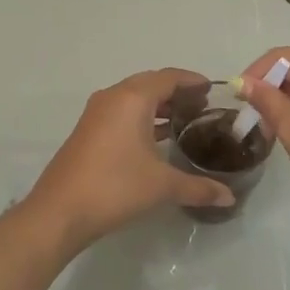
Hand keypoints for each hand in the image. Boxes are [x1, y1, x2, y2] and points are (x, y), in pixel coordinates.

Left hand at [23, 69, 235, 252]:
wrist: (60, 211)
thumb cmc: (115, 187)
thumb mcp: (162, 186)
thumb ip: (199, 187)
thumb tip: (229, 197)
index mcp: (132, 98)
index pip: (169, 77)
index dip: (192, 81)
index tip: (213, 90)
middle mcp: (113, 97)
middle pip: (151, 84)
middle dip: (177, 92)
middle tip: (202, 107)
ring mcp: (96, 114)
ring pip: (133, 98)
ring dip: (158, 106)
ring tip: (184, 122)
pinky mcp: (87, 131)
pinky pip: (121, 113)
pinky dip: (141, 118)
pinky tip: (156, 139)